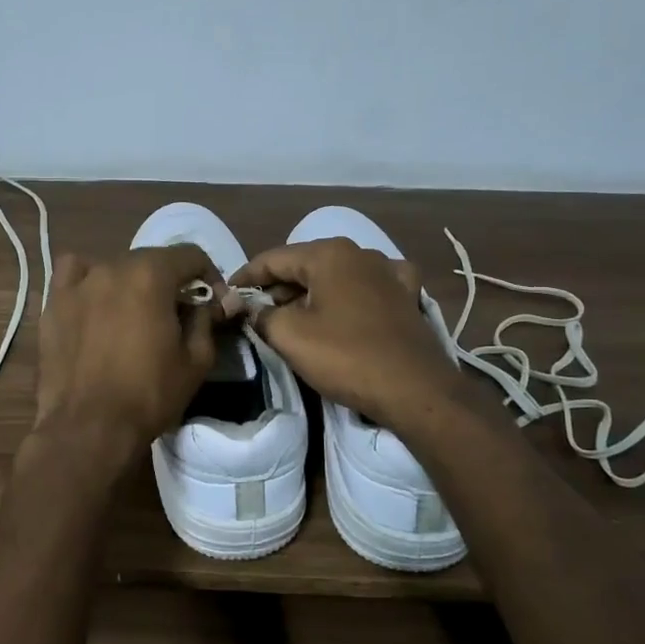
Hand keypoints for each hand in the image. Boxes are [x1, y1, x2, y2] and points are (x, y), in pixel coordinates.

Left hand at [33, 245, 226, 459]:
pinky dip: (88, 280)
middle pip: (151, 259)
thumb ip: (207, 320)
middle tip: (178, 314)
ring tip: (135, 312)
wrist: (88, 428)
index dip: (209, 275)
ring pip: (113, 266)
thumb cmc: (149, 394)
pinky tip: (94, 301)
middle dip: (170, 281)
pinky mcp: (53, 303)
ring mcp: (78, 283)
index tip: (214, 301)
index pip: (189, 255)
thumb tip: (215, 301)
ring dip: (131, 281)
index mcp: (151, 275)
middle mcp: (112, 266)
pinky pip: (73, 275)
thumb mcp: (195, 360)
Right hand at [233, 239, 462, 436]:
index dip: (245, 277)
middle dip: (277, 287)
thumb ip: (260, 314)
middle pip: (304, 265)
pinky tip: (347, 305)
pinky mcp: (407, 296)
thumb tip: (246, 306)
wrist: (416, 390)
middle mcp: (360, 253)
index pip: (273, 258)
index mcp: (328, 254)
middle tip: (255, 312)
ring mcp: (389, 272)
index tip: (227, 294)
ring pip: (336, 275)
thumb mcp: (290, 336)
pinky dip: (350, 294)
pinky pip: (368, 286)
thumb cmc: (347, 357)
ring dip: (311, 292)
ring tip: (291, 316)